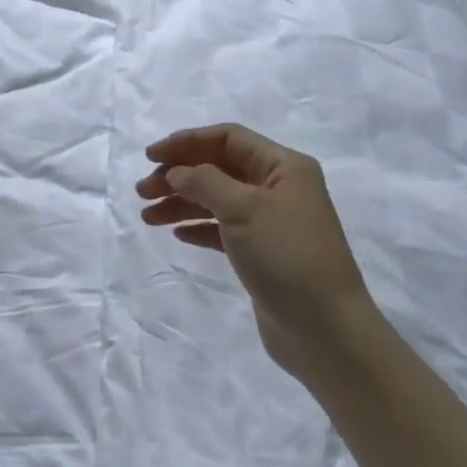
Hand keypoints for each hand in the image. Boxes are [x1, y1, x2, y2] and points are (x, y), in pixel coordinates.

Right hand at [137, 124, 378, 385]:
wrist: (324, 328)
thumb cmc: (287, 256)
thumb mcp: (244, 209)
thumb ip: (204, 182)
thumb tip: (176, 172)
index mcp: (283, 167)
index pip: (228, 138)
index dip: (187, 142)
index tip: (150, 157)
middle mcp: (278, 188)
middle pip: (219, 167)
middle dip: (178, 175)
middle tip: (142, 192)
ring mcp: (270, 221)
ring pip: (216, 199)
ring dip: (181, 202)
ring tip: (148, 217)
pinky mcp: (261, 252)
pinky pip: (222, 228)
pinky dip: (198, 227)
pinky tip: (177, 234)